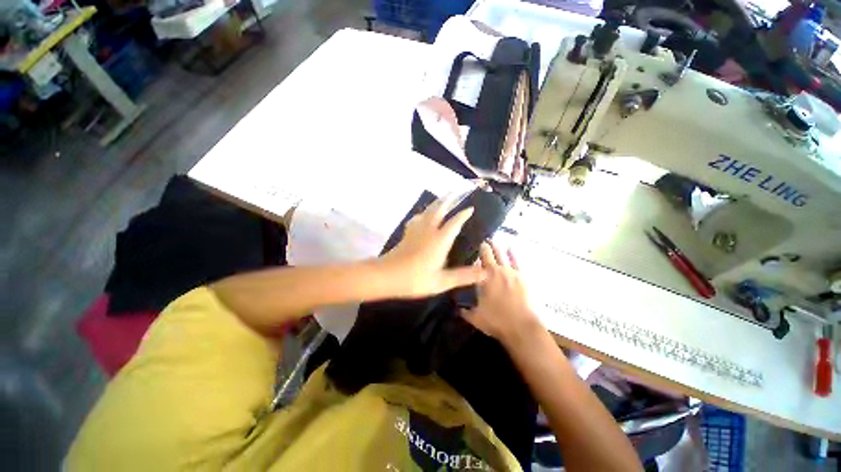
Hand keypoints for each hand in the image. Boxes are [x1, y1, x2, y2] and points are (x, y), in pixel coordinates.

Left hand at [378, 197, 485, 297]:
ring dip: (437, 203)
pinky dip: (424, 212)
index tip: (471, 207)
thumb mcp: (442, 281)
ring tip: (443, 199)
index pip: (454, 222)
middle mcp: (428, 230)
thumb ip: (464, 276)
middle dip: (449, 198)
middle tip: (457, 190)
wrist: (386, 276)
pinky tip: (423, 216)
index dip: (463, 215)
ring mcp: (416, 230)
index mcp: (439, 240)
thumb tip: (486, 273)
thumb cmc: (415, 279)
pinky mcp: (407, 233)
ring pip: (428, 210)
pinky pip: (418, 217)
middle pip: (439, 209)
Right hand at [461, 242, 541, 346]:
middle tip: (482, 240)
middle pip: (489, 253)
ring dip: (497, 247)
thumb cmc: (497, 321)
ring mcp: (510, 272)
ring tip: (493, 240)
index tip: (472, 247)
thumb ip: (465, 312)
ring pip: (502, 254)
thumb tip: (457, 309)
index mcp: (483, 278)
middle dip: (485, 246)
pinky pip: (516, 261)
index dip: (475, 254)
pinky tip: (510, 248)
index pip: (477, 261)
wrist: (522, 328)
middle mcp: (496, 271)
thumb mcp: (476, 318)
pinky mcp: (522, 277)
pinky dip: (512, 254)